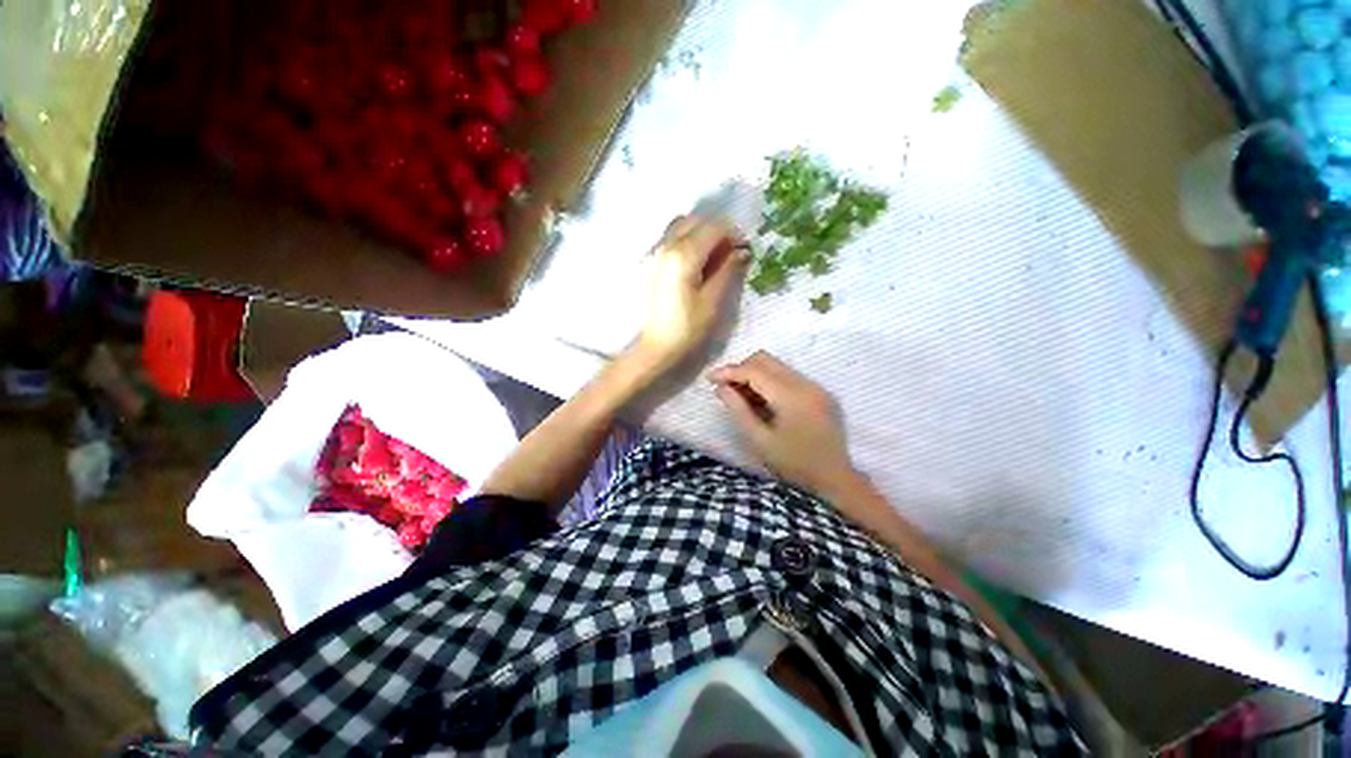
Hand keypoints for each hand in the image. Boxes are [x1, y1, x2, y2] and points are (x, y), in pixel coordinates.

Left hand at [635, 215, 748, 371]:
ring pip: (681, 226)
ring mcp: (654, 253)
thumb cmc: (687, 328)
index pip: (714, 227)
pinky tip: (694, 263)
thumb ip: (728, 270)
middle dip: (716, 231)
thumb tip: (742, 251)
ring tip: (711, 257)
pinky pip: (670, 238)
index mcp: (683, 256)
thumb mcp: (713, 301)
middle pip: (696, 221)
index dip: (732, 234)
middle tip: (729, 253)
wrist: (656, 346)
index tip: (742, 250)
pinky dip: (686, 240)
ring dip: (700, 233)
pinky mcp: (649, 262)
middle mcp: (666, 246)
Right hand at [709, 350, 856, 496]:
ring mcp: (815, 386)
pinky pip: (788, 376)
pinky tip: (761, 401)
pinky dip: (770, 382)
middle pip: (766, 360)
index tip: (710, 378)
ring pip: (776, 366)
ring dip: (755, 375)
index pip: (754, 371)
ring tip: (741, 396)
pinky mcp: (819, 392)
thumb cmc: (794, 465)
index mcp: (791, 397)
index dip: (729, 371)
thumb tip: (721, 388)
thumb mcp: (760, 441)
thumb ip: (738, 410)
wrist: (836, 480)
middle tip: (726, 388)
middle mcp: (805, 384)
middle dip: (741, 369)